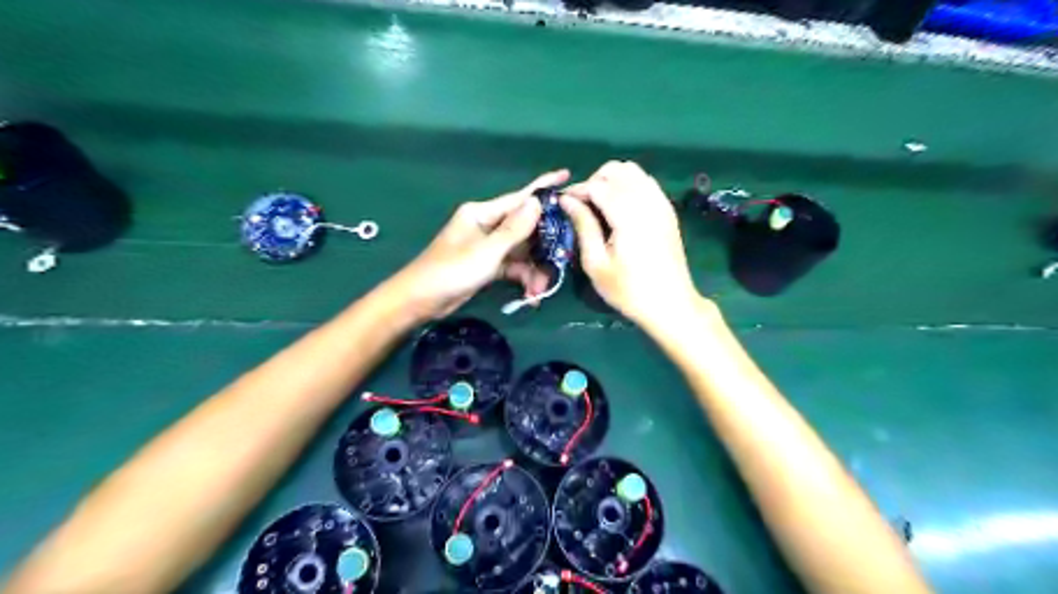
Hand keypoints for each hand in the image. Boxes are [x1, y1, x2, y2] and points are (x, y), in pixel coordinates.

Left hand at [386, 166, 570, 320]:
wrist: (420, 300)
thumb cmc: (451, 271)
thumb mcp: (487, 251)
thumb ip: (514, 230)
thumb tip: (537, 202)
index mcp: (482, 213)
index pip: (519, 198)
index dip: (544, 188)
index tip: (567, 176)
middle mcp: (486, 225)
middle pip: (524, 228)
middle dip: (543, 246)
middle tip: (562, 258)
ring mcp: (486, 246)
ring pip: (520, 251)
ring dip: (533, 268)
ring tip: (541, 288)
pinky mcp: (486, 265)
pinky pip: (511, 266)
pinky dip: (521, 277)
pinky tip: (530, 293)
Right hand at [562, 163, 700, 326]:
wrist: (671, 304)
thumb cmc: (628, 290)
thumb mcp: (597, 264)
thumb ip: (583, 226)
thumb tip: (567, 200)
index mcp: (628, 216)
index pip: (598, 185)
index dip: (577, 190)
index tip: (564, 203)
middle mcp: (647, 202)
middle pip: (616, 170)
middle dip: (595, 181)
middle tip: (583, 205)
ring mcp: (661, 203)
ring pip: (633, 171)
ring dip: (613, 180)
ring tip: (601, 205)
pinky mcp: (668, 210)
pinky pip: (647, 182)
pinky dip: (629, 185)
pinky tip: (621, 207)